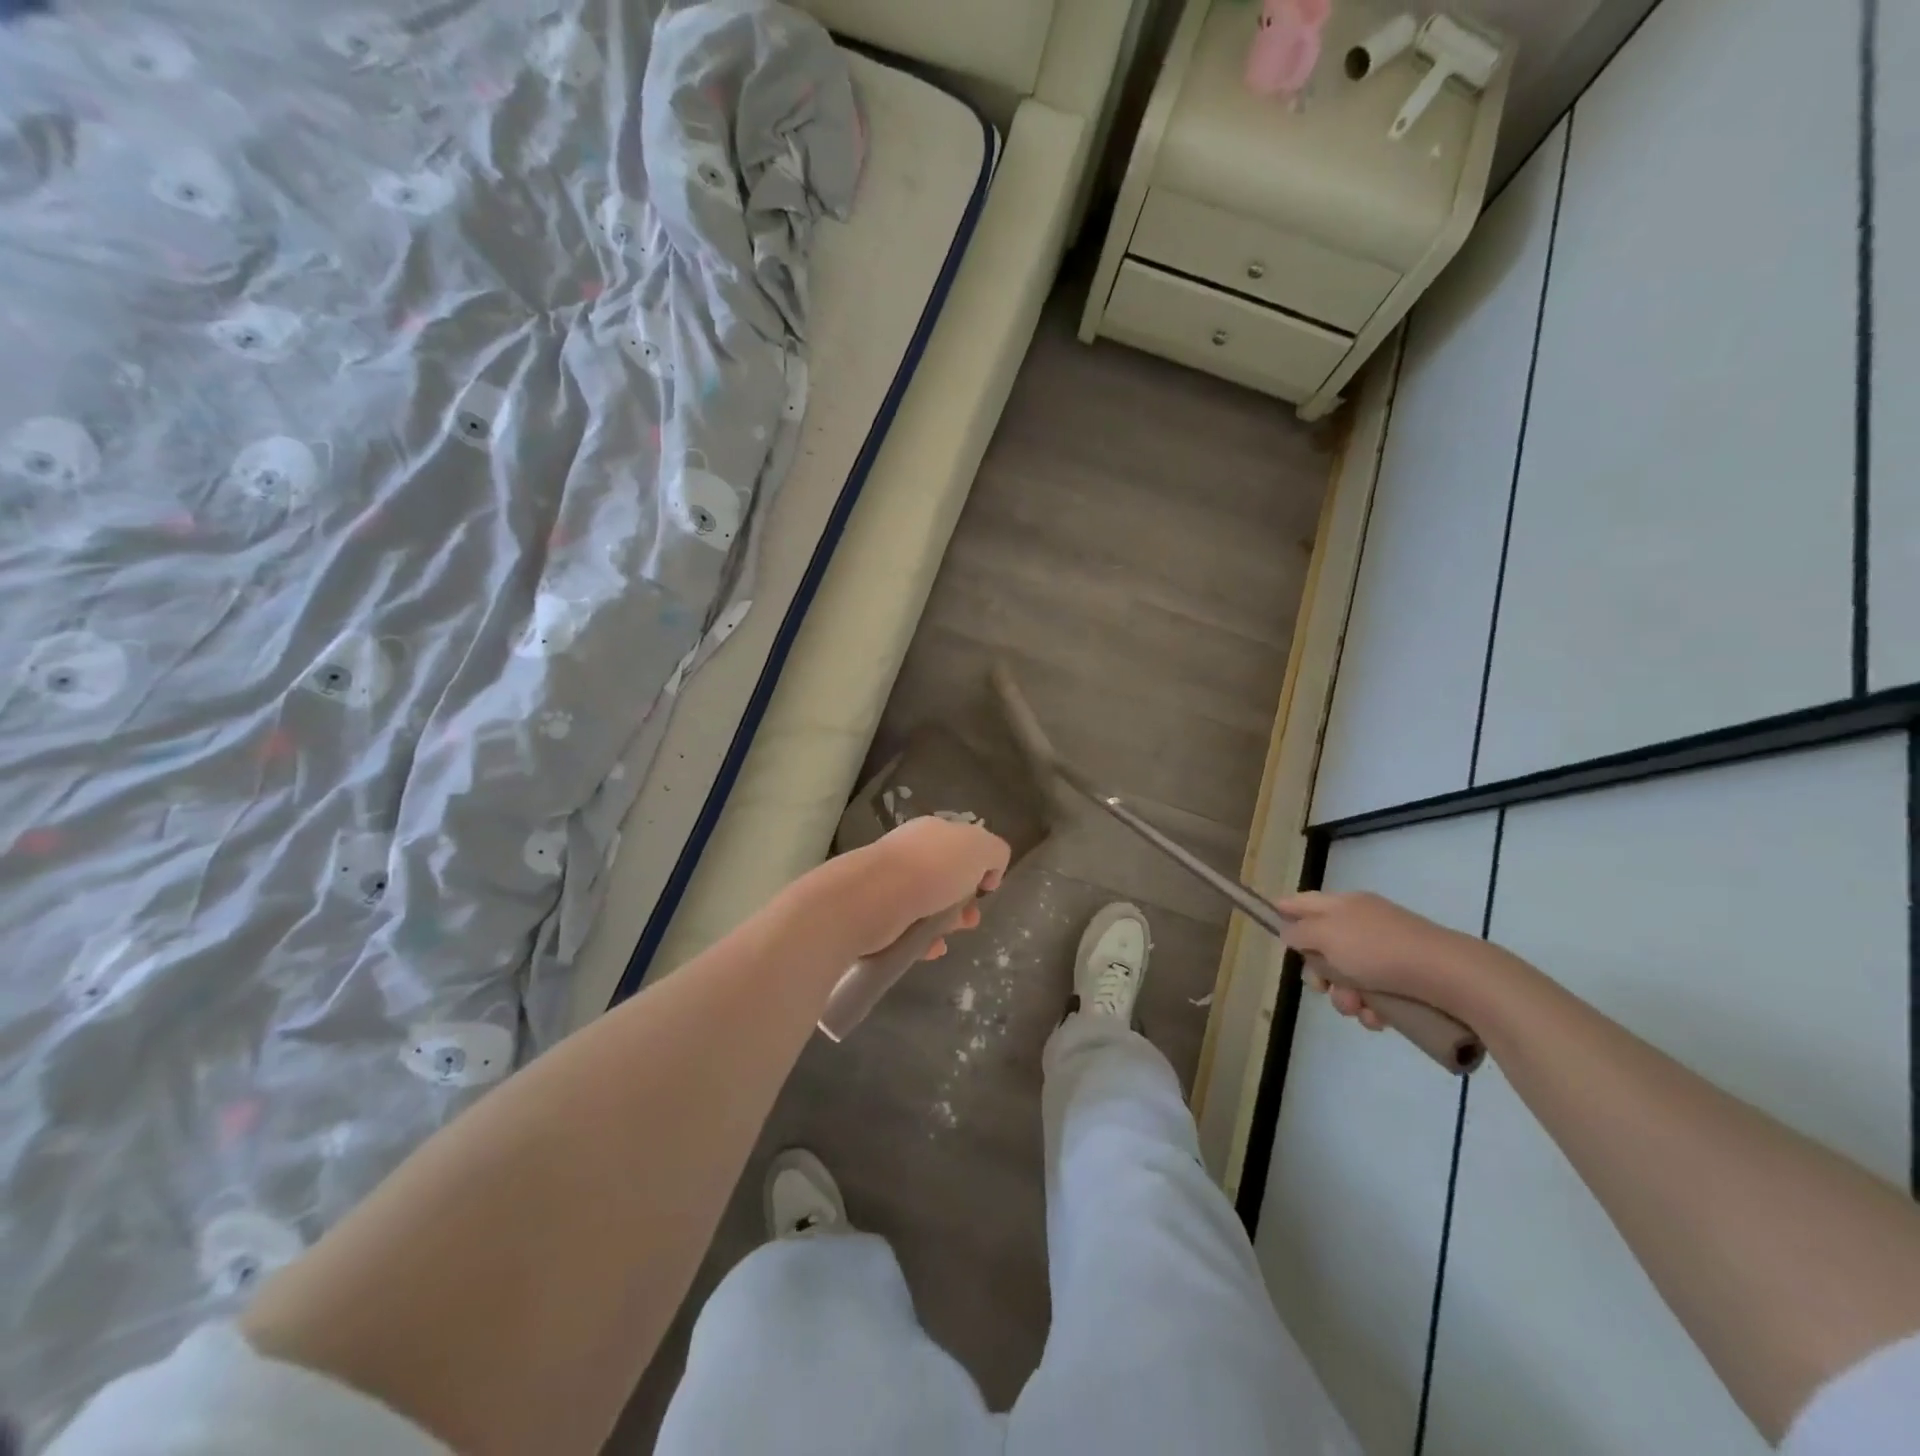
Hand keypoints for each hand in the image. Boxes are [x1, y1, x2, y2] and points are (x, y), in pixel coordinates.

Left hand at [842, 816, 1009, 960]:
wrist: (873, 898)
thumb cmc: (932, 869)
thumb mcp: (980, 848)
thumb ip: (995, 852)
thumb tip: (988, 872)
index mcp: (933, 832)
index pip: (962, 845)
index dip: (980, 866)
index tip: (987, 888)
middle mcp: (911, 853)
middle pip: (946, 877)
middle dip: (964, 900)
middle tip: (971, 918)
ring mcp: (892, 883)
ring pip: (928, 904)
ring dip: (946, 921)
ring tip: (951, 934)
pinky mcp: (879, 914)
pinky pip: (909, 928)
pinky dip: (924, 939)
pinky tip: (932, 948)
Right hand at [1274, 890, 1490, 1030]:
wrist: (1450, 976)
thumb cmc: (1379, 950)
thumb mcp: (1327, 935)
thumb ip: (1300, 932)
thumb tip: (1288, 933)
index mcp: (1343, 905)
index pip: (1303, 901)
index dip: (1284, 911)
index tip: (1271, 924)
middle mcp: (1362, 923)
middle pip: (1322, 946)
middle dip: (1318, 973)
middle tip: (1322, 986)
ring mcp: (1385, 951)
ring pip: (1347, 976)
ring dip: (1345, 996)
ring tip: (1359, 1009)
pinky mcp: (1406, 979)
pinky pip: (1375, 994)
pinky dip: (1372, 1009)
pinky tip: (1379, 1019)